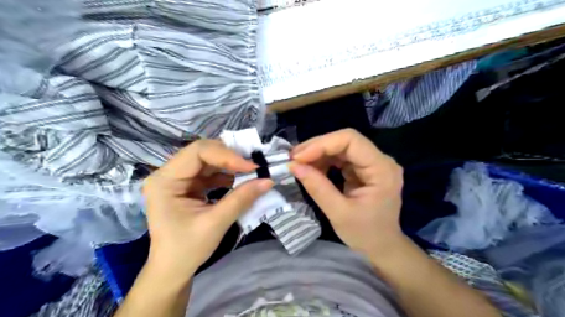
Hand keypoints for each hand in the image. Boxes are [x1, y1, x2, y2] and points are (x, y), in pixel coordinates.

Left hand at [143, 140, 272, 276]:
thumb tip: (268, 181)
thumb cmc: (187, 249)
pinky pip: (210, 172)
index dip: (227, 155)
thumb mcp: (216, 223)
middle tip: (254, 164)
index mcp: (165, 180)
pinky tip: (240, 180)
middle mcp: (168, 174)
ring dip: (231, 164)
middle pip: (203, 153)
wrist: (172, 270)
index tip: (251, 167)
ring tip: (251, 171)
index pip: (198, 152)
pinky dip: (227, 174)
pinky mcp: (188, 186)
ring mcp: (178, 179)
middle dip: (230, 157)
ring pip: (208, 161)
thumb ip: (241, 199)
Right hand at [289, 130, 402, 255]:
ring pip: (341, 147)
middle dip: (317, 147)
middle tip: (293, 158)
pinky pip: (341, 157)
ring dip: (318, 153)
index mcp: (382, 169)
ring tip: (298, 164)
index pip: (351, 140)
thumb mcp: (339, 213)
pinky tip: (311, 169)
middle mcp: (380, 160)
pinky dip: (324, 161)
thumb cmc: (365, 235)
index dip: (322, 144)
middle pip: (345, 141)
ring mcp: (372, 163)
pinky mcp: (364, 169)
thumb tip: (293, 166)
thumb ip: (317, 188)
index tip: (299, 157)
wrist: (382, 247)